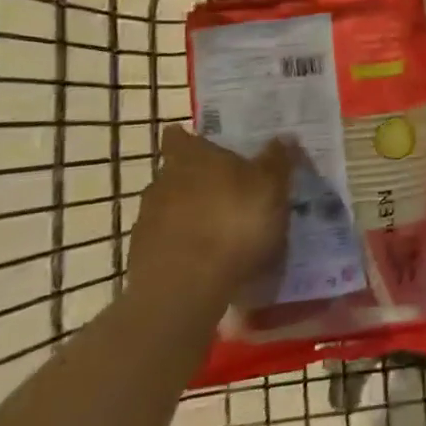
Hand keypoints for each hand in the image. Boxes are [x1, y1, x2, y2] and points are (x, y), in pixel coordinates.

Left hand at [128, 126, 295, 316]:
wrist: (184, 290)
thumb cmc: (233, 224)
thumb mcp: (272, 188)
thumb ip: (277, 160)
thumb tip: (283, 136)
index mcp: (190, 157)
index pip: (180, 136)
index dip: (192, 138)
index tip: (210, 146)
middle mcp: (161, 181)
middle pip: (178, 172)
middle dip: (200, 179)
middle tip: (232, 190)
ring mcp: (146, 220)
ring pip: (172, 207)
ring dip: (192, 214)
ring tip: (223, 230)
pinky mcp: (141, 256)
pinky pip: (168, 240)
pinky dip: (186, 244)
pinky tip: (209, 260)